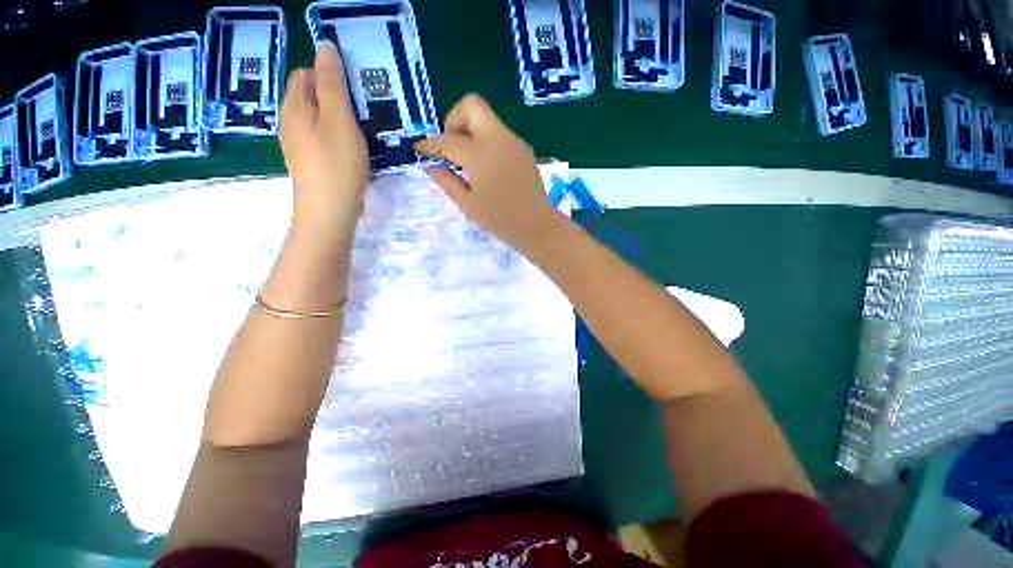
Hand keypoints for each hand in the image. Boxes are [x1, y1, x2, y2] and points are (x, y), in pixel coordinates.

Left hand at [279, 41, 368, 241]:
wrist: (328, 211)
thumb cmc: (337, 164)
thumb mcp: (339, 120)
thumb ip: (332, 84)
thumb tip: (325, 46)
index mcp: (295, 106)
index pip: (305, 74)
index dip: (328, 75)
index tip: (355, 90)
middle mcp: (290, 121)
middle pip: (309, 96)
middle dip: (334, 97)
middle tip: (362, 111)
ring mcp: (297, 144)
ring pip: (316, 119)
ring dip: (337, 119)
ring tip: (361, 131)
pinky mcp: (308, 162)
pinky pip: (320, 139)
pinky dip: (336, 137)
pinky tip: (351, 150)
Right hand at [415, 94, 562, 253]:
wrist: (537, 226)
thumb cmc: (500, 220)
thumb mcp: (467, 205)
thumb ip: (446, 181)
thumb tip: (430, 165)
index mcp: (481, 155)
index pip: (448, 140)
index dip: (430, 144)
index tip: (420, 149)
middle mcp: (499, 139)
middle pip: (471, 105)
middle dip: (454, 120)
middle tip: (451, 148)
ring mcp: (514, 141)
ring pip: (486, 118)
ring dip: (470, 131)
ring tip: (467, 161)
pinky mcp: (523, 149)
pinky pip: (498, 133)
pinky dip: (485, 141)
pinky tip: (485, 166)